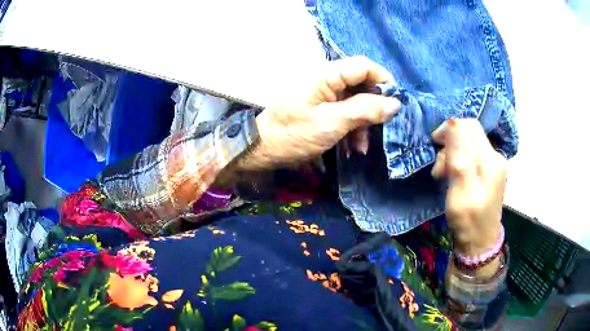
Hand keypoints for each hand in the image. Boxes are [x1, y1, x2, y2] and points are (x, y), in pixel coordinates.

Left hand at [237, 57, 401, 170]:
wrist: (262, 149)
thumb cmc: (293, 134)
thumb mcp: (331, 123)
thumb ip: (364, 110)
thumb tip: (395, 103)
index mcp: (327, 75)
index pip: (364, 66)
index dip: (383, 80)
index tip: (395, 102)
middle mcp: (328, 80)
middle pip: (362, 84)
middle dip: (374, 107)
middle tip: (381, 129)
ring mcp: (325, 95)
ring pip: (357, 101)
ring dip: (364, 123)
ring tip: (362, 148)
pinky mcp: (323, 109)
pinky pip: (346, 113)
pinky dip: (353, 129)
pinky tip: (353, 148)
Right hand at [432, 119, 506, 258]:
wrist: (480, 240)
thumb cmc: (468, 221)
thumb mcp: (460, 193)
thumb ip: (459, 158)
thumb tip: (454, 123)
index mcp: (490, 161)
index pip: (469, 127)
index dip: (450, 129)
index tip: (435, 144)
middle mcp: (495, 157)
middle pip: (469, 133)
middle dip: (450, 144)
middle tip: (439, 169)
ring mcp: (494, 163)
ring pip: (469, 143)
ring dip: (452, 154)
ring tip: (443, 175)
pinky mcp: (490, 169)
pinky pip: (471, 153)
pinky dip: (458, 160)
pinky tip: (453, 175)